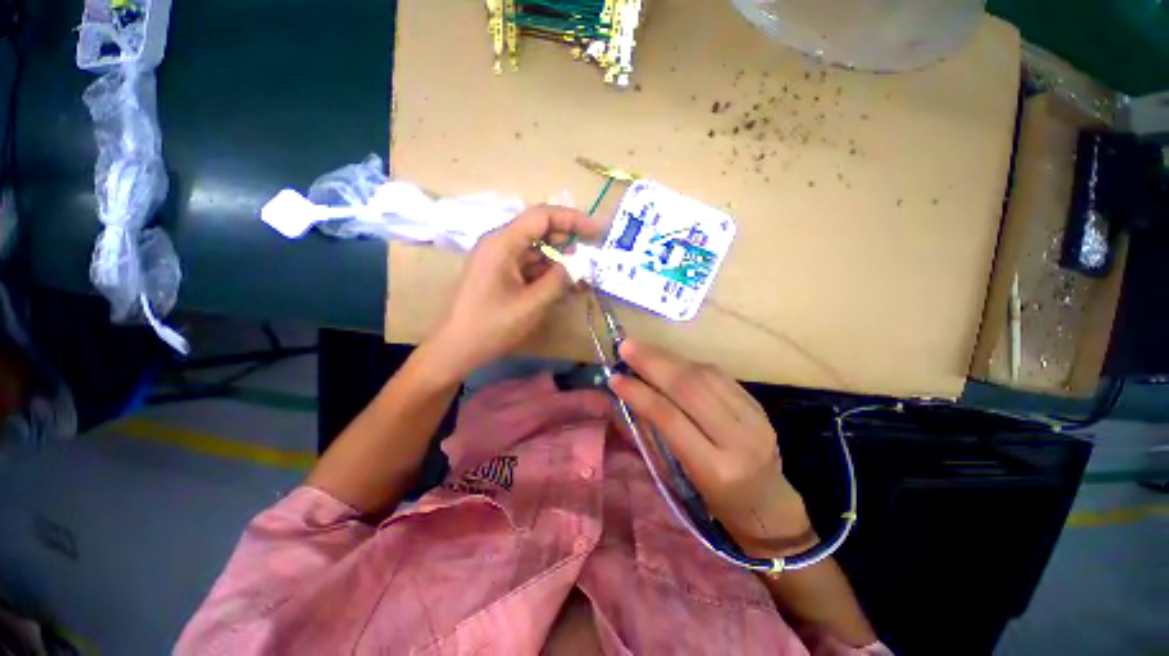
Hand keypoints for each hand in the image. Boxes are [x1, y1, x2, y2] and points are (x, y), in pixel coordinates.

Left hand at [428, 205, 600, 378]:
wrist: (457, 349)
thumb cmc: (491, 326)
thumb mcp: (531, 304)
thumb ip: (558, 280)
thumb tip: (576, 266)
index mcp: (502, 244)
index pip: (542, 216)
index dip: (572, 219)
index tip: (596, 232)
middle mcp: (500, 245)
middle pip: (540, 232)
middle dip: (568, 243)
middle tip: (593, 258)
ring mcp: (500, 261)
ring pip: (537, 252)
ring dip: (561, 262)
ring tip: (585, 277)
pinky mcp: (501, 276)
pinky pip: (530, 268)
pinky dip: (549, 275)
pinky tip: (567, 287)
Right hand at [609, 340, 815, 556]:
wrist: (769, 505)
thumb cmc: (714, 500)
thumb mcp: (681, 477)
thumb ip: (657, 434)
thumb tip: (630, 394)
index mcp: (715, 470)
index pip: (670, 419)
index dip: (640, 394)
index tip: (615, 378)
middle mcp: (739, 440)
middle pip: (690, 389)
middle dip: (653, 363)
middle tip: (626, 347)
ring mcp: (754, 419)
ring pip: (704, 376)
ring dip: (668, 358)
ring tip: (642, 348)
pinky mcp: (758, 405)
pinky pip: (718, 375)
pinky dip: (688, 363)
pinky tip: (669, 359)